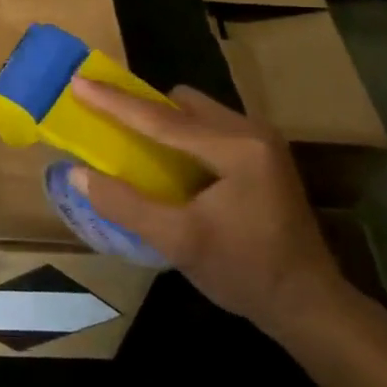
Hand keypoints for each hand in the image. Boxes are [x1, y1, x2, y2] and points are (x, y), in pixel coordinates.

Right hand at [68, 79, 349, 338]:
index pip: (162, 119)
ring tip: (133, 145)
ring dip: (162, 123)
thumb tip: (77, 173)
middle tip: (106, 124)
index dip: (114, 101)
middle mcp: (251, 132)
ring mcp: (261, 141)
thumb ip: (125, 204)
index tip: (78, 82)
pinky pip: (209, 128)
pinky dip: (182, 137)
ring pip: (196, 113)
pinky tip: (169, 165)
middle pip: (181, 104)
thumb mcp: (178, 242)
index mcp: (236, 148)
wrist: (309, 305)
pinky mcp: (263, 156)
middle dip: (142, 109)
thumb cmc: (245, 273)